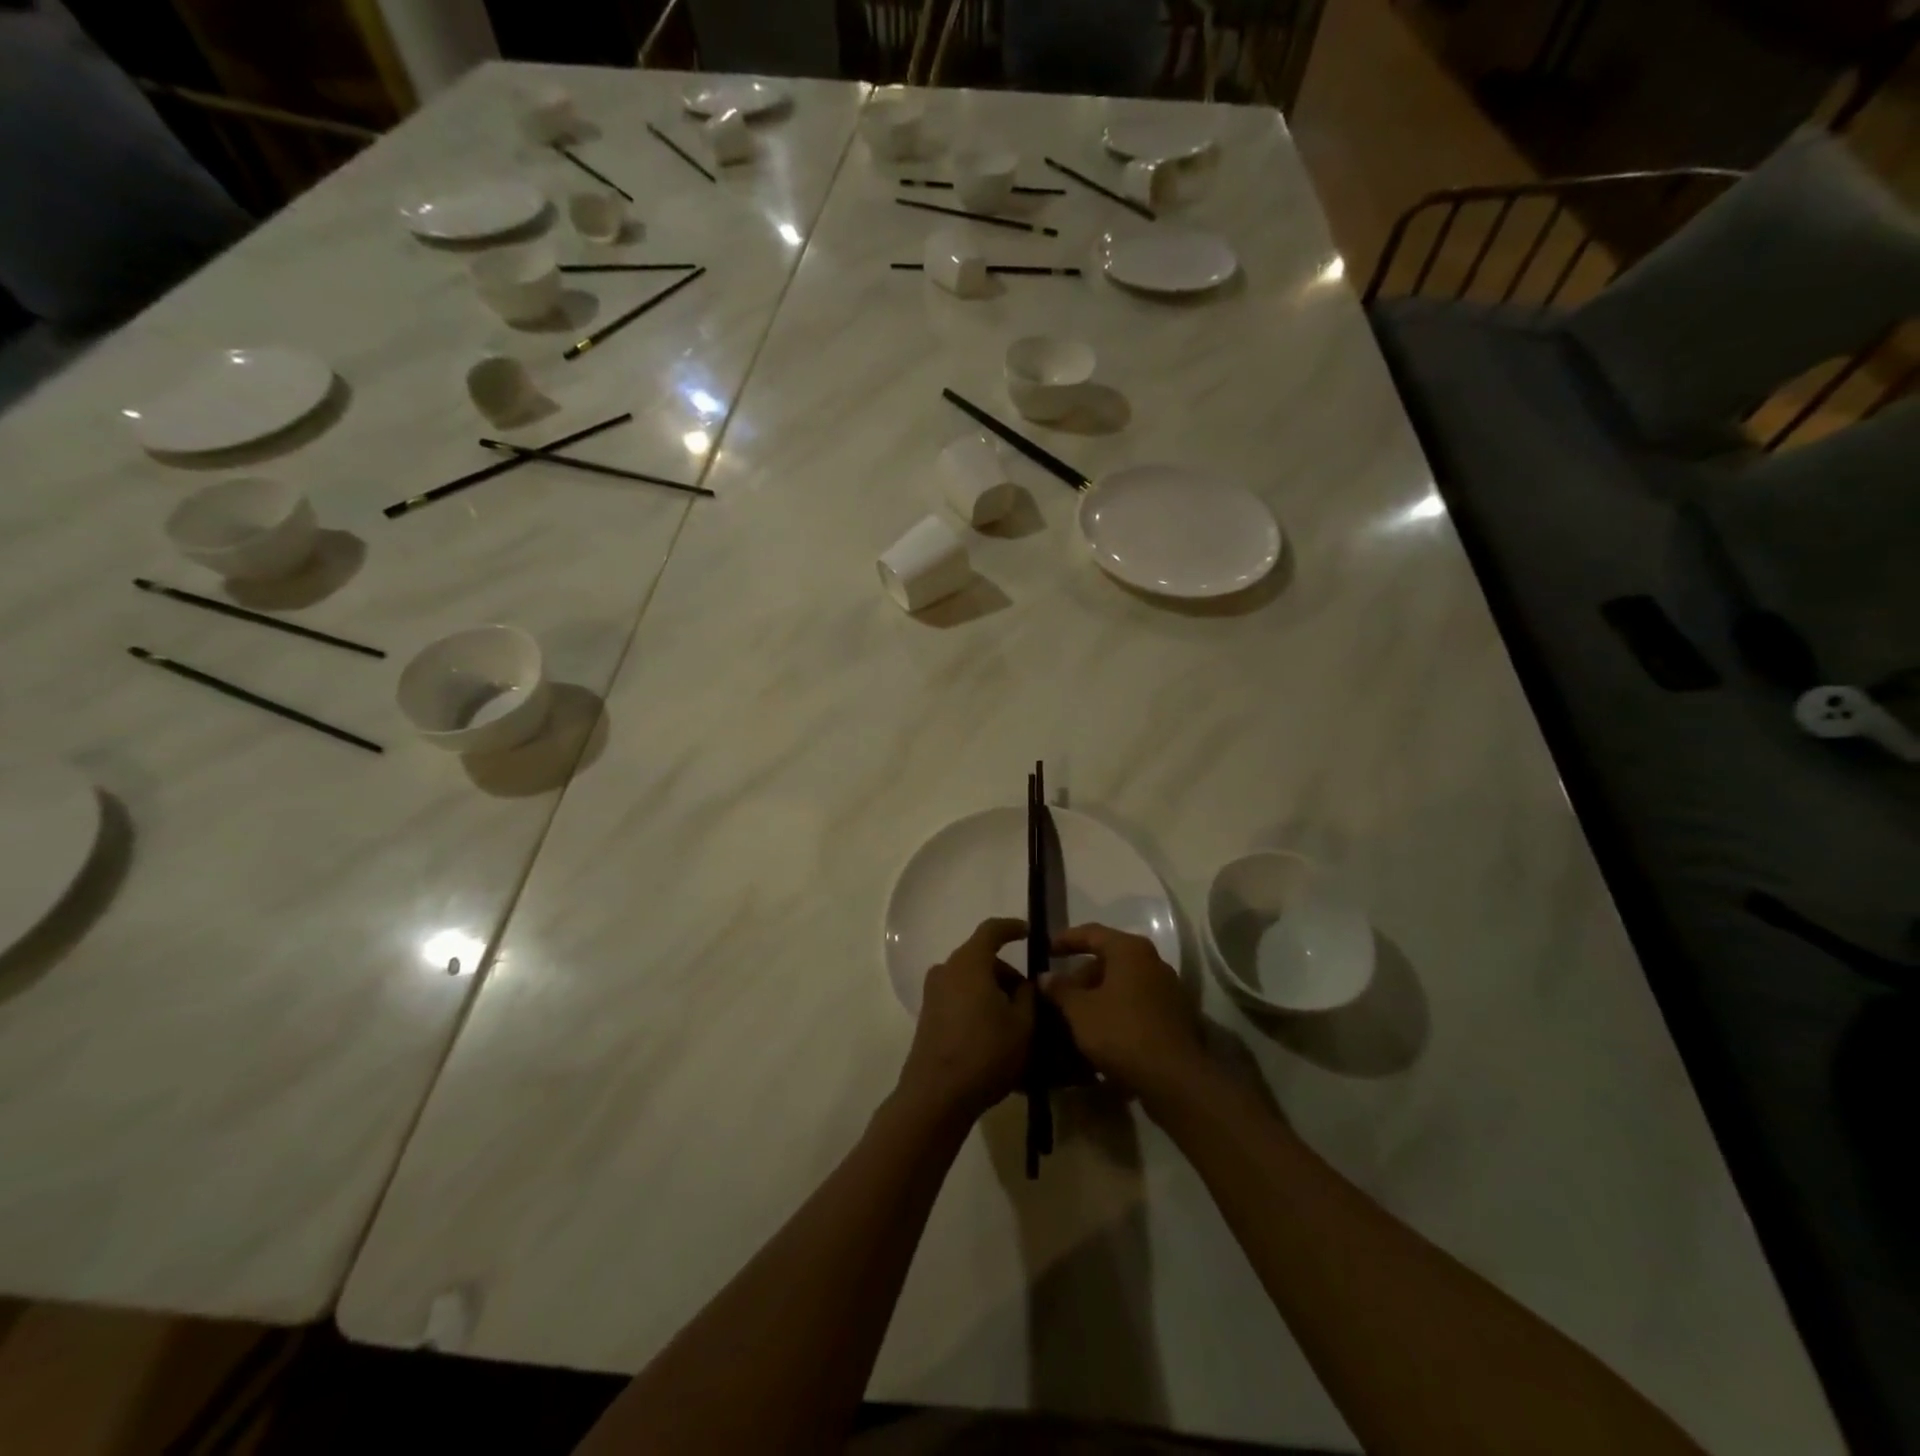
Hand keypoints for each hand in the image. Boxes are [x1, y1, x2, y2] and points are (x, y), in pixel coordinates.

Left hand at [898, 918, 1034, 1121]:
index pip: (991, 930)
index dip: (1012, 928)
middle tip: (1029, 997)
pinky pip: (959, 997)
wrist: (937, 1095)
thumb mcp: (1023, 1025)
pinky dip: (977, 1004)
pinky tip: (994, 1032)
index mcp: (969, 963)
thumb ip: (1029, 996)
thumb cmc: (986, 1053)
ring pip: (970, 979)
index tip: (1029, 932)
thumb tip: (1026, 984)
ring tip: (1015, 1019)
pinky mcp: (928, 1015)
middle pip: (981, 958)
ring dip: (992, 991)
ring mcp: (933, 993)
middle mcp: (946, 970)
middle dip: (1007, 972)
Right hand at [1044, 924, 1207, 1106]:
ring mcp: (1167, 989)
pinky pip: (1136, 1002)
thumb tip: (1045, 976)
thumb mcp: (1080, 1011)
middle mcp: (1152, 962)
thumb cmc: (1121, 1032)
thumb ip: (1060, 989)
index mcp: (1130, 950)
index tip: (1045, 951)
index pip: (1091, 933)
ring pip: (1122, 983)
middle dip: (1081, 975)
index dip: (1065, 940)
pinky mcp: (1174, 1016)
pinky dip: (1115, 1009)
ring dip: (1097, 994)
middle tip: (1058, 993)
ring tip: (1074, 1015)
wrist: (1174, 1079)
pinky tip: (1099, 1031)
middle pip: (1109, 959)